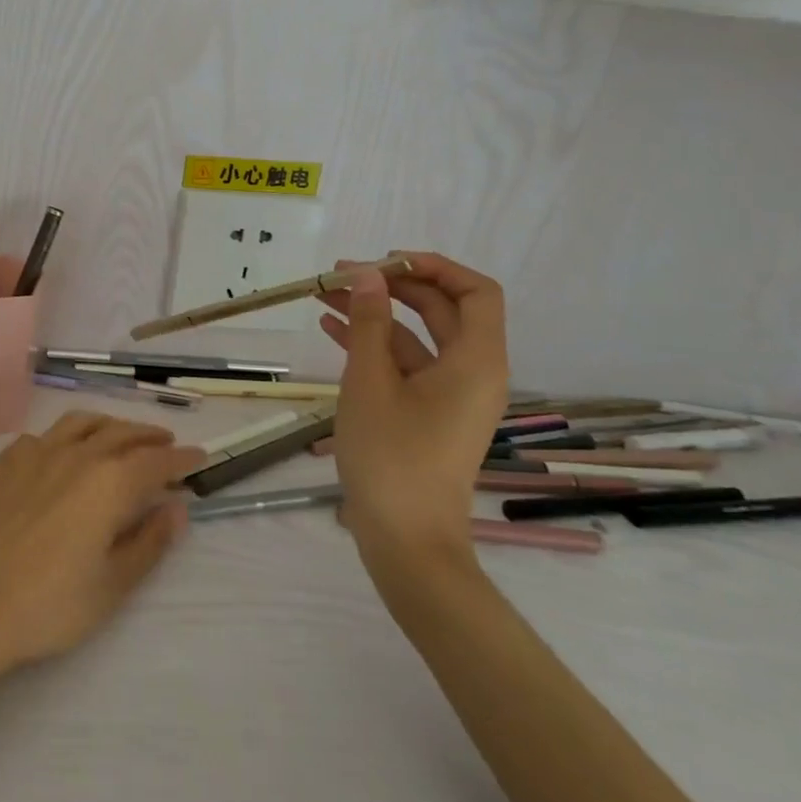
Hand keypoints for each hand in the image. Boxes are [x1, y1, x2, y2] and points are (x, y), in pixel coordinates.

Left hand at [0, 412, 206, 673]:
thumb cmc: (48, 603)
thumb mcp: (112, 585)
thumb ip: (149, 542)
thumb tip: (176, 509)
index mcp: (108, 482)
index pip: (156, 460)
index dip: (181, 458)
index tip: (199, 456)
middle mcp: (75, 454)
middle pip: (120, 433)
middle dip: (148, 436)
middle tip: (166, 442)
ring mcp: (33, 452)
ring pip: (80, 424)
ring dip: (108, 426)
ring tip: (119, 436)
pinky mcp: (2, 461)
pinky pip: (42, 437)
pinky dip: (64, 438)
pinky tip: (61, 454)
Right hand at [317, 252, 508, 582]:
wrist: (406, 539)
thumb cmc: (392, 455)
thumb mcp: (370, 381)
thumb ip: (368, 323)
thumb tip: (367, 275)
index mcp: (476, 361)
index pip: (475, 292)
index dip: (433, 267)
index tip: (383, 262)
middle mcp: (473, 372)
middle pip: (442, 310)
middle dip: (392, 286)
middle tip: (341, 274)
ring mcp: (450, 395)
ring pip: (417, 336)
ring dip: (375, 313)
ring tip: (324, 294)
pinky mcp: (428, 413)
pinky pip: (405, 365)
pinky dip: (373, 344)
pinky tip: (330, 328)